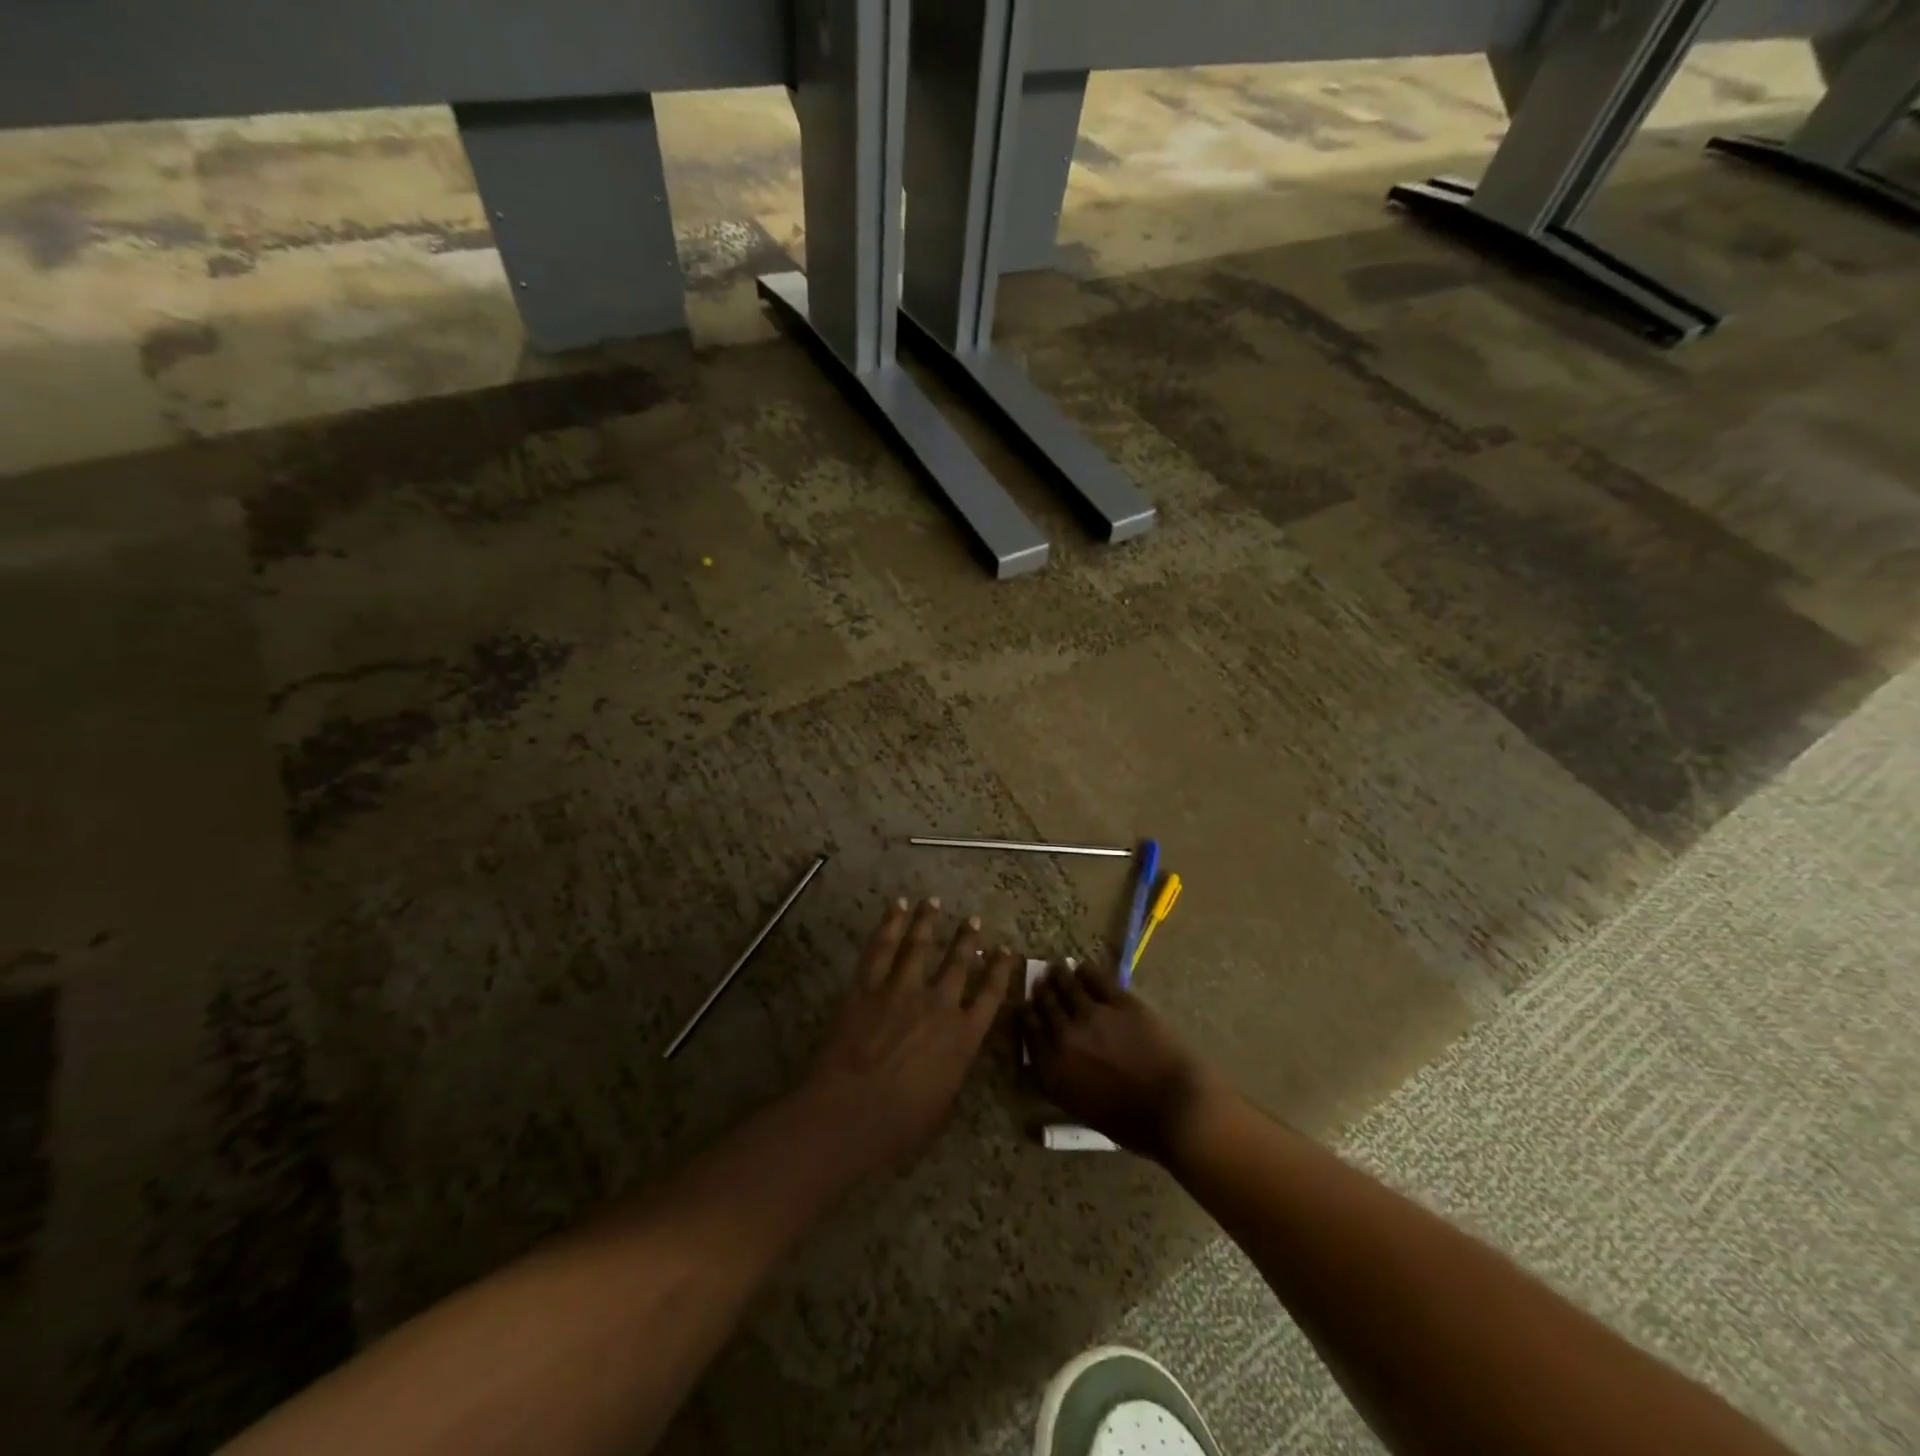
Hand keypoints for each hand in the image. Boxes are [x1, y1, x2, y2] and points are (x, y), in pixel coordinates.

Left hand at [799, 898, 1017, 1181]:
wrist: (849, 1113)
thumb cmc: (899, 1125)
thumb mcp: (942, 1105)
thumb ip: (953, 1071)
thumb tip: (954, 1055)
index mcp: (963, 1037)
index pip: (991, 996)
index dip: (1001, 971)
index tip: (1007, 951)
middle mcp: (938, 1005)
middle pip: (958, 963)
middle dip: (968, 939)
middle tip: (974, 920)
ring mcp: (901, 990)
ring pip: (920, 945)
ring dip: (928, 921)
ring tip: (933, 902)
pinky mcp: (868, 986)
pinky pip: (881, 948)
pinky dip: (890, 924)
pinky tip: (897, 908)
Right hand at [1025, 960, 1224, 1160]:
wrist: (1176, 1107)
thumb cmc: (1133, 1124)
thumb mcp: (1084, 1110)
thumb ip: (1064, 1080)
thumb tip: (1057, 1060)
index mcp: (1053, 1071)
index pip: (1030, 1032)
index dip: (1027, 1015)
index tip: (1026, 1006)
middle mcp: (1065, 1037)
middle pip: (1045, 1005)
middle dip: (1042, 992)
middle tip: (1042, 983)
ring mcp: (1092, 1015)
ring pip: (1066, 986)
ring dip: (1059, 975)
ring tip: (1057, 968)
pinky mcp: (1119, 1001)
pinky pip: (1096, 979)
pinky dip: (1087, 972)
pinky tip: (1084, 968)